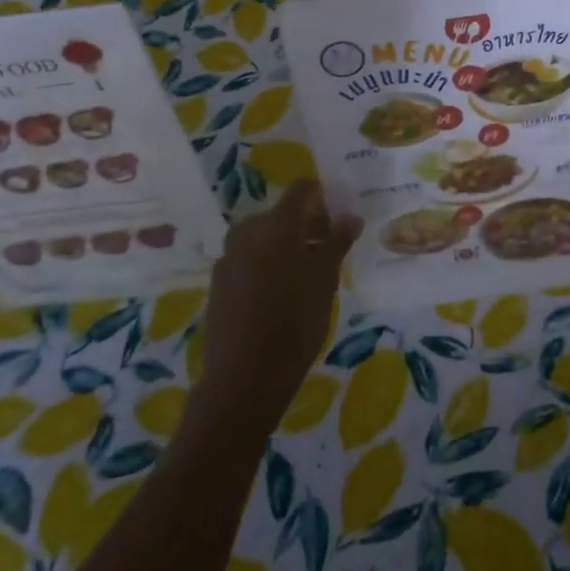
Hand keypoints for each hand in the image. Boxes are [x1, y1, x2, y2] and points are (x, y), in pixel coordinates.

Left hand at [193, 182, 360, 432]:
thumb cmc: (294, 323)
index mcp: (276, 226)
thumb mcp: (325, 280)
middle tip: (327, 244)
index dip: (319, 193)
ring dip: (282, 243)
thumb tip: (351, 216)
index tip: (337, 207)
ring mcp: (228, 260)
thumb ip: (337, 242)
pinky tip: (279, 290)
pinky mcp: (218, 286)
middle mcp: (247, 234)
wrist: (244, 379)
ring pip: (260, 238)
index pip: (299, 191)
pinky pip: (246, 260)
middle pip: (278, 215)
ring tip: (305, 269)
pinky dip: (264, 263)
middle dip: (303, 223)